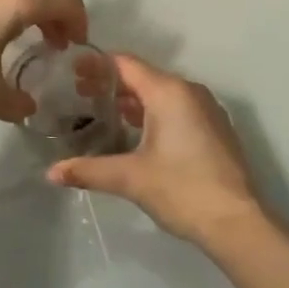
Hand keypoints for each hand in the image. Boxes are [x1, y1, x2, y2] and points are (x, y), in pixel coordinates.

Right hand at [47, 55, 269, 247]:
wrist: (237, 223)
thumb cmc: (182, 190)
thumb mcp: (130, 178)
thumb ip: (88, 170)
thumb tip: (50, 173)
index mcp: (168, 92)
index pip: (125, 64)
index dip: (96, 65)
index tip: (70, 72)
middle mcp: (189, 92)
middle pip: (143, 77)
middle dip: (111, 84)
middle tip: (78, 96)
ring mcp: (206, 110)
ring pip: (161, 94)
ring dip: (132, 101)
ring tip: (101, 114)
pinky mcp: (215, 129)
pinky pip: (177, 109)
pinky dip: (152, 113)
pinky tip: (135, 134)